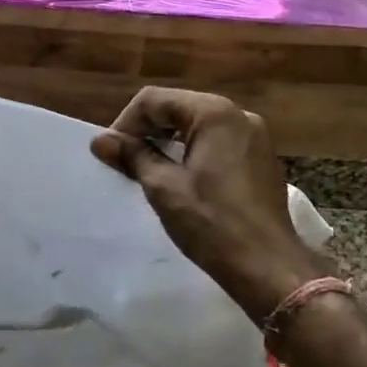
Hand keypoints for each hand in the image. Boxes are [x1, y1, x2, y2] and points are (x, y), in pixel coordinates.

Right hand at [91, 88, 327, 322]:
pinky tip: (180, 178)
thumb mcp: (163, 187)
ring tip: (146, 169)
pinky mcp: (260, 159)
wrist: (267, 266)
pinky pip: (217, 142)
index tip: (110, 153)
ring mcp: (255, 136)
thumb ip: (132, 156)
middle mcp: (238, 115)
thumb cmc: (211, 223)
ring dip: (168, 141)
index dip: (126, 123)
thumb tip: (100, 140)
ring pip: (198, 125)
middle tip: (123, 160)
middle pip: (178, 108)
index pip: (155, 100)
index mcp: (214, 113)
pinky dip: (192, 151)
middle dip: (147, 130)